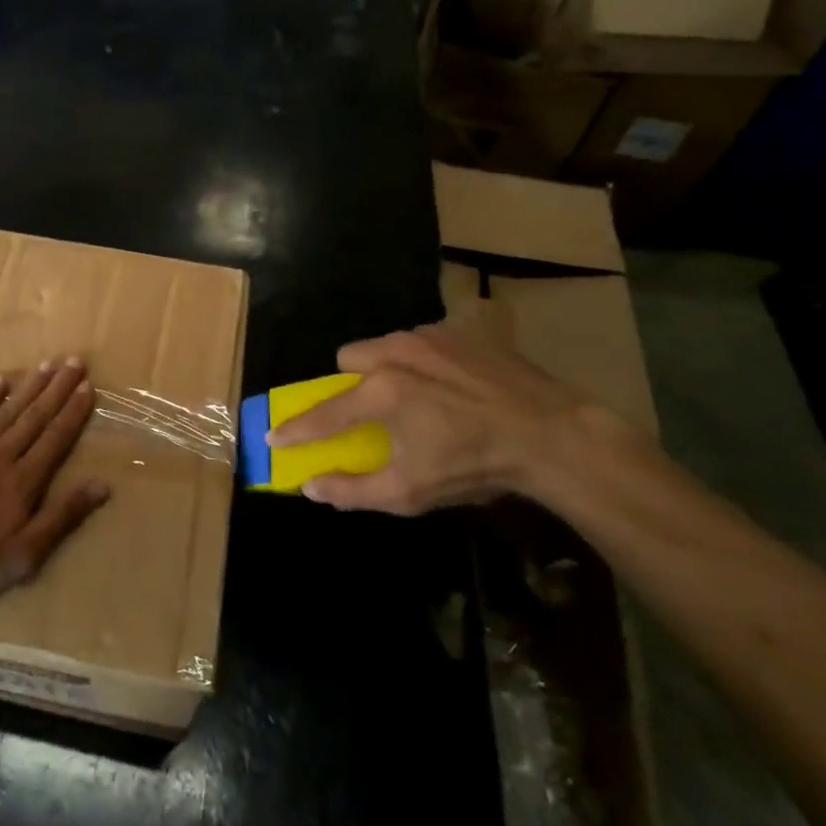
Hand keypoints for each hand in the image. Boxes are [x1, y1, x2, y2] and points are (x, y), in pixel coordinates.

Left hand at [0, 357, 109, 606]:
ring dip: (29, 387)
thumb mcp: (25, 554)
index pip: (56, 438)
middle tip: (74, 361)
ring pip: (7, 411)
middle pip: (35, 417)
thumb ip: (63, 516)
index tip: (88, 386)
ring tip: (47, 365)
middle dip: (58, 389)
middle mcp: (2, 455)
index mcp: (24, 481)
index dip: (74, 412)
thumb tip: (103, 485)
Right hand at [267, 325, 637, 514]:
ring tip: (411, 397)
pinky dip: (420, 361)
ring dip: (383, 368)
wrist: (553, 436)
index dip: (295, 429)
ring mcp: (429, 338)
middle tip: (367, 411)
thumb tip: (310, 487)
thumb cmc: (475, 466)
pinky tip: (446, 386)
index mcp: (382, 392)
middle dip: (348, 384)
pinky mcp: (459, 333)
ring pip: (383, 344)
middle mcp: (396, 354)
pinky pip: (420, 341)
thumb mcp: (411, 491)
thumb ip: (353, 489)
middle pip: (347, 358)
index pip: (323, 413)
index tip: (273, 438)